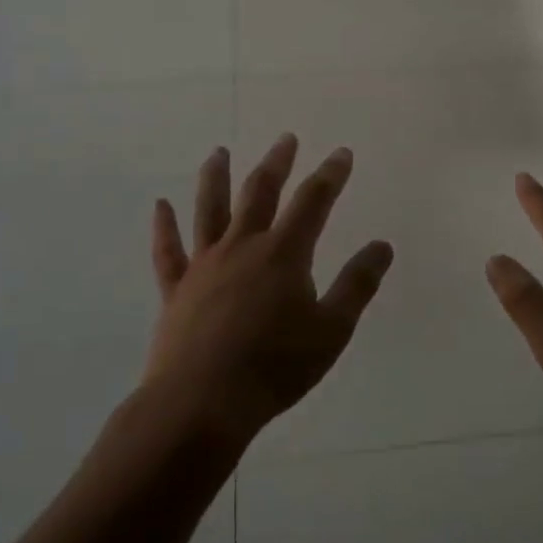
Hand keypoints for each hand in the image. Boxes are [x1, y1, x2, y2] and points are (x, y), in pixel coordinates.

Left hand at [144, 135, 393, 447]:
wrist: (202, 403)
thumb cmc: (275, 367)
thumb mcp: (331, 329)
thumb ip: (357, 284)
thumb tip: (383, 245)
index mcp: (283, 254)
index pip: (313, 201)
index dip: (330, 175)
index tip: (342, 153)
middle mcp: (242, 247)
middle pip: (259, 192)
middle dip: (276, 163)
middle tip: (286, 140)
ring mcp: (204, 265)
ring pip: (210, 210)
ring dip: (216, 177)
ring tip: (218, 152)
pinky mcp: (177, 290)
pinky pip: (168, 251)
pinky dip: (164, 226)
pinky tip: (160, 206)